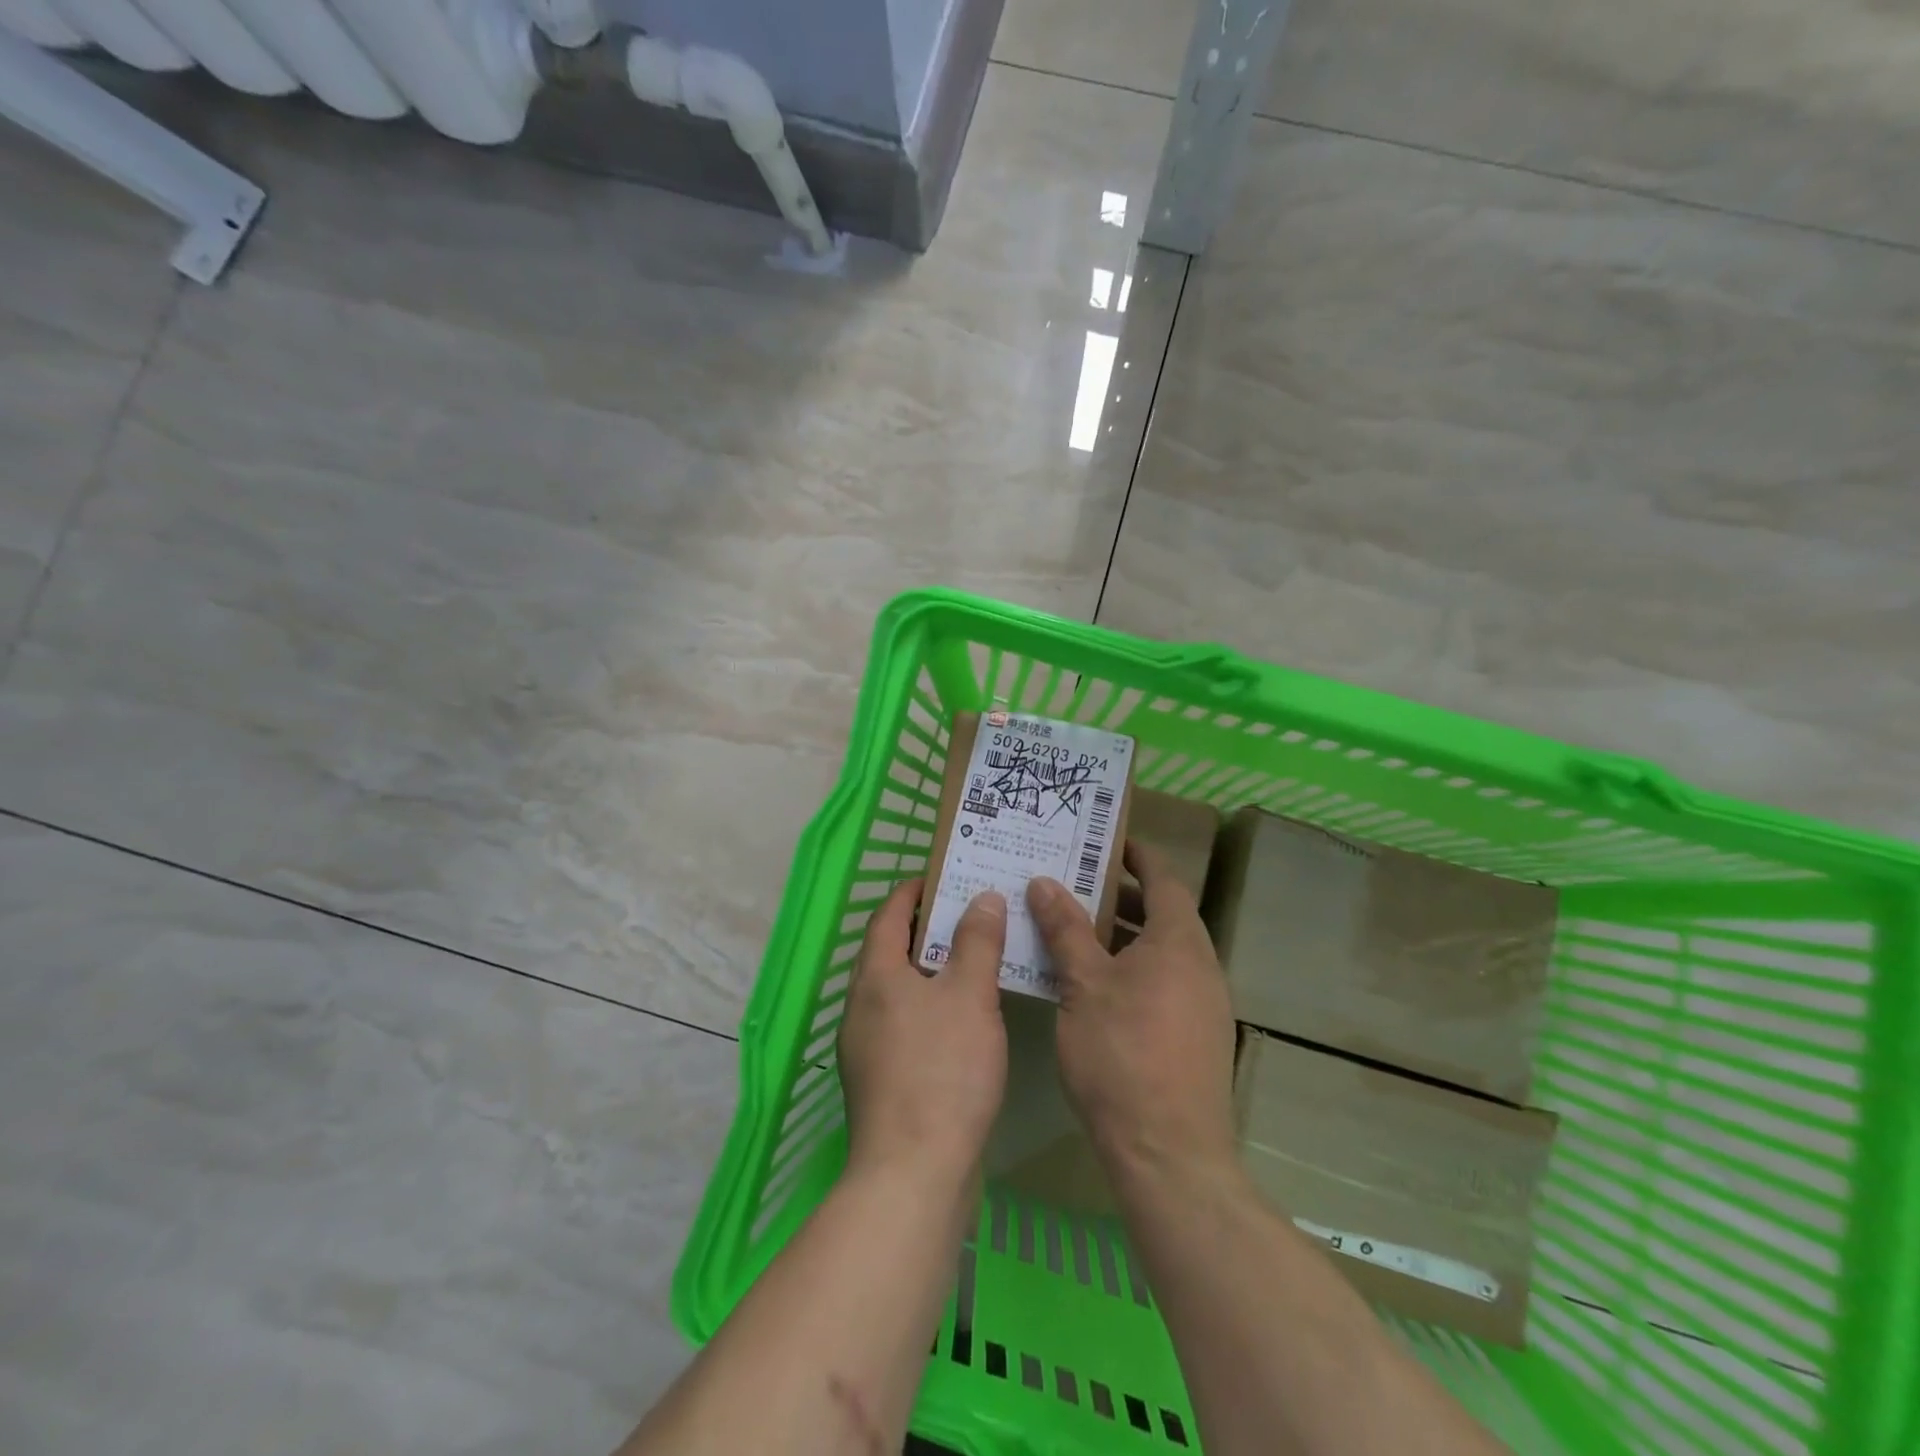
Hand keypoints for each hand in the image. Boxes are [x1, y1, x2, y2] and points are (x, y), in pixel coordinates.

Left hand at [837, 879, 1009, 1187]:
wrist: (914, 1173)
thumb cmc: (943, 1070)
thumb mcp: (970, 996)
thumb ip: (977, 942)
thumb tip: (982, 897)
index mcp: (875, 976)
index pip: (888, 915)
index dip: (914, 892)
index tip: (944, 877)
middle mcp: (861, 1006)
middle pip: (891, 951)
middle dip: (928, 929)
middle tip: (972, 914)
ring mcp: (866, 1047)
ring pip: (899, 990)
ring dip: (931, 970)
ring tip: (975, 961)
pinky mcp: (881, 1081)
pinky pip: (905, 1023)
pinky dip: (931, 1007)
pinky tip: (964, 1020)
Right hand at [1027, 841, 1238, 1184]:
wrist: (1169, 1155)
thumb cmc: (1123, 1055)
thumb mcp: (1083, 985)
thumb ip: (1065, 930)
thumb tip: (1044, 882)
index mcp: (1179, 943)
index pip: (1165, 879)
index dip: (1138, 856)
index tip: (1107, 842)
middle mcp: (1201, 967)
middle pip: (1164, 915)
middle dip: (1122, 898)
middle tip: (1076, 886)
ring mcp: (1204, 1005)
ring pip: (1162, 953)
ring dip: (1125, 937)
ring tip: (1076, 932)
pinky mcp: (1197, 1038)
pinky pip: (1164, 983)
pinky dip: (1133, 970)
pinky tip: (1094, 987)